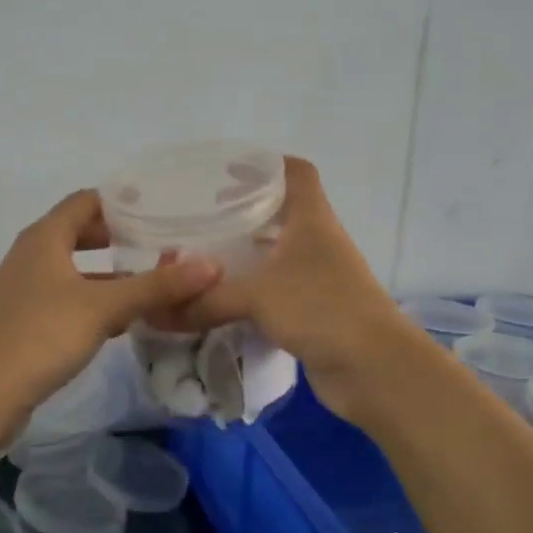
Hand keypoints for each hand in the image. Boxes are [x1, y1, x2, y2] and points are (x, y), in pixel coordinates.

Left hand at [0, 190, 222, 429]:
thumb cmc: (40, 335)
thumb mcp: (103, 307)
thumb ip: (156, 287)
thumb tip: (212, 266)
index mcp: (45, 238)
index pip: (86, 201)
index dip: (122, 201)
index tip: (162, 208)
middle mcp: (32, 256)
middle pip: (82, 234)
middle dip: (122, 239)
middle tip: (166, 244)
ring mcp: (27, 291)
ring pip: (77, 271)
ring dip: (112, 275)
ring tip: (155, 282)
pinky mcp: (27, 323)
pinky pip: (69, 300)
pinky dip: (97, 302)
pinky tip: (126, 322)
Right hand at [174, 158, 402, 422]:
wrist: (374, 367)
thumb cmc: (320, 309)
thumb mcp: (256, 297)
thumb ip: (206, 300)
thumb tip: (158, 311)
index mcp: (312, 220)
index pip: (296, 173)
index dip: (266, 164)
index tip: (227, 171)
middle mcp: (318, 242)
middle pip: (283, 212)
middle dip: (246, 212)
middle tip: (203, 217)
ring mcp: (320, 278)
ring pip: (279, 254)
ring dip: (248, 254)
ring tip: (206, 257)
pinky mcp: (316, 311)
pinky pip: (278, 290)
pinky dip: (253, 290)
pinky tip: (224, 299)